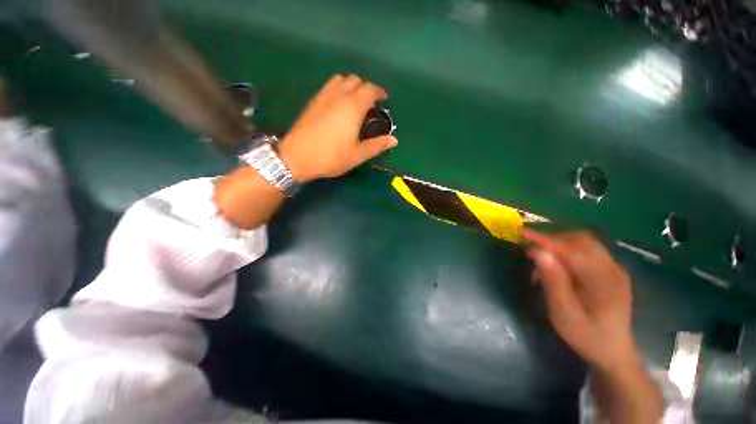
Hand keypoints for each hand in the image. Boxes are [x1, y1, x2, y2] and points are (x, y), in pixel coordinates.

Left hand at [278, 74, 397, 181]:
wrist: (297, 157)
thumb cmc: (331, 157)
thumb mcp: (357, 155)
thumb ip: (377, 146)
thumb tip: (394, 140)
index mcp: (352, 107)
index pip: (370, 89)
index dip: (379, 92)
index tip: (384, 99)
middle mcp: (338, 95)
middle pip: (355, 80)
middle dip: (366, 88)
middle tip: (370, 104)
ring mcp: (323, 96)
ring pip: (340, 79)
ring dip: (351, 86)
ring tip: (354, 101)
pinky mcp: (312, 101)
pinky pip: (329, 86)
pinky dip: (338, 89)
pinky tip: (338, 105)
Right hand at [525, 230, 639, 372]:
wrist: (613, 353)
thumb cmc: (586, 336)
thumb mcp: (563, 314)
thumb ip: (552, 281)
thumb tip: (537, 252)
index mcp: (604, 282)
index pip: (572, 250)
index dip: (545, 240)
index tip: (522, 233)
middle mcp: (613, 269)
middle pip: (581, 240)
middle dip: (552, 239)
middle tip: (530, 249)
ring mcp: (614, 269)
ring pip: (583, 243)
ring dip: (559, 245)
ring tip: (542, 259)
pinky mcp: (610, 271)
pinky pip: (587, 251)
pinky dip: (567, 251)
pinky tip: (557, 266)